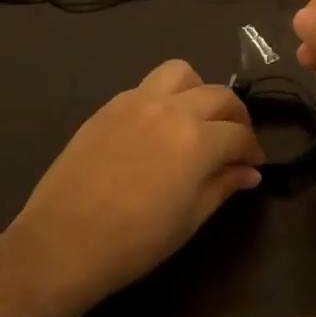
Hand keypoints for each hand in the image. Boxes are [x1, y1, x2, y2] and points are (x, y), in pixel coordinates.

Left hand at [0, 60, 263, 313]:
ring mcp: (136, 102)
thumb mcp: (190, 219)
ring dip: (198, 91)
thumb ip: (223, 185)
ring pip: (181, 73)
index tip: (252, 164)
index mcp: (197, 140)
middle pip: (219, 95)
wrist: (62, 243)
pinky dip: (164, 98)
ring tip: (196, 118)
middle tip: (234, 141)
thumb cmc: (134, 241)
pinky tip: (158, 128)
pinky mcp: (109, 107)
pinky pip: (147, 86)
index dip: (252, 149)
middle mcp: (171, 109)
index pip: (239, 133)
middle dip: (235, 116)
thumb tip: (249, 172)